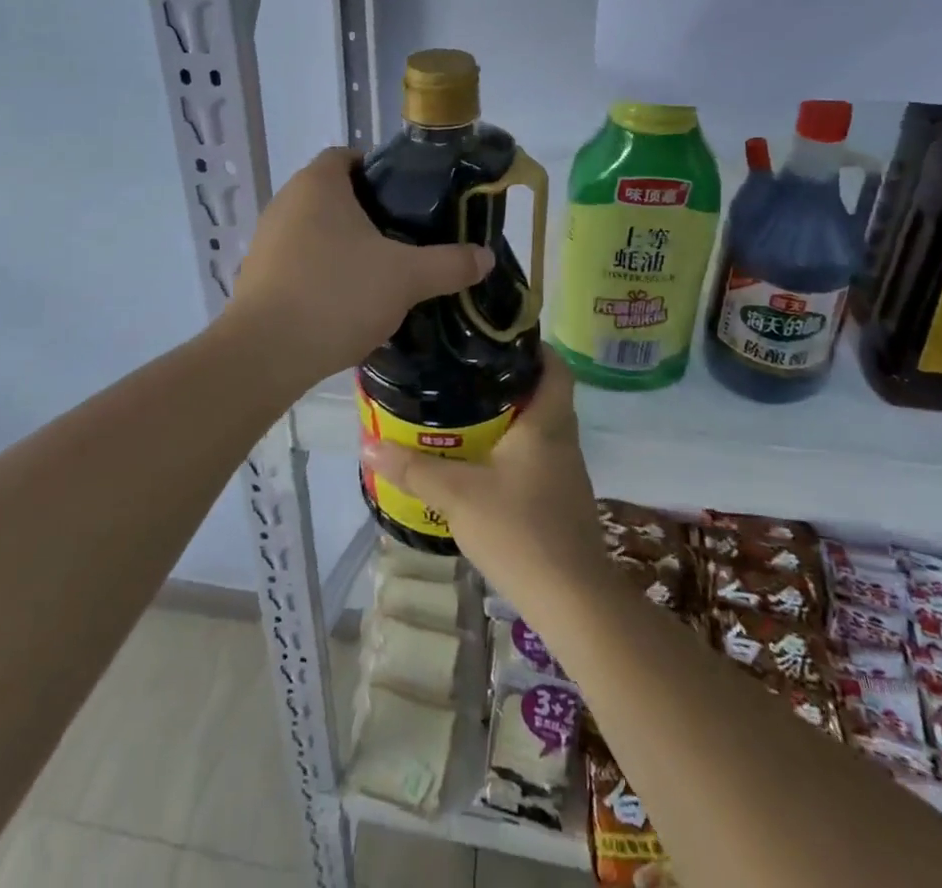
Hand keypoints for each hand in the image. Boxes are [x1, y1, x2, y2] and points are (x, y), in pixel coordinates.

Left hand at [221, 147, 491, 383]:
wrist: (267, 353)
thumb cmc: (338, 294)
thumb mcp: (406, 278)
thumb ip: (449, 264)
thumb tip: (485, 257)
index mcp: (317, 184)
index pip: (348, 156)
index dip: (379, 171)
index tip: (407, 200)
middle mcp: (285, 202)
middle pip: (333, 194)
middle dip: (367, 213)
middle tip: (403, 239)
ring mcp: (265, 240)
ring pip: (315, 230)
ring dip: (344, 246)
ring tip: (380, 273)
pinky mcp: (256, 275)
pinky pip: (298, 262)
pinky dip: (322, 272)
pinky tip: (345, 302)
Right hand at [360, 351, 608, 609]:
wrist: (573, 602)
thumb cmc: (520, 531)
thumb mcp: (458, 496)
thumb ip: (414, 469)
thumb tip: (368, 445)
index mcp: (547, 422)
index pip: (554, 365)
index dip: (532, 346)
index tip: (495, 339)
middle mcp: (562, 439)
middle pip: (542, 393)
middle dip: (506, 381)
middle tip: (463, 373)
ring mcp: (565, 472)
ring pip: (538, 428)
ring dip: (508, 418)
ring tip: (463, 412)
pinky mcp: (561, 500)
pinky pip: (535, 458)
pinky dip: (511, 451)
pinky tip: (480, 463)